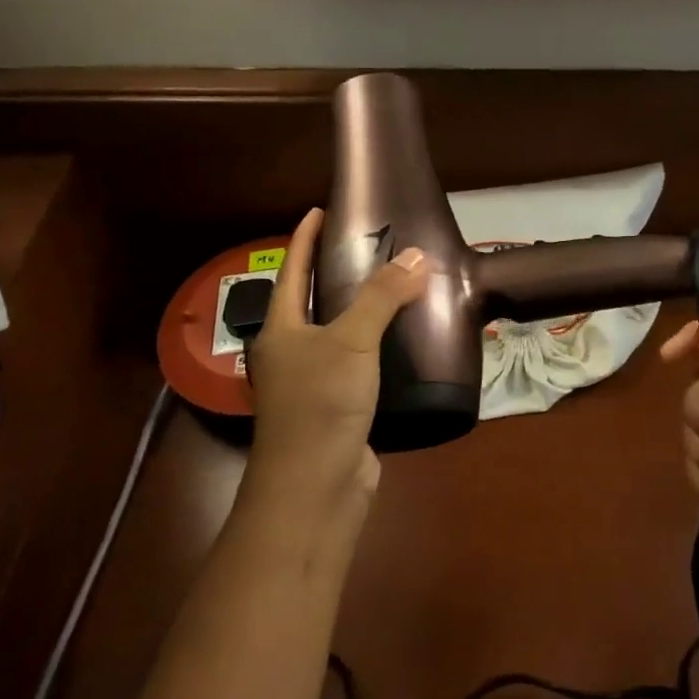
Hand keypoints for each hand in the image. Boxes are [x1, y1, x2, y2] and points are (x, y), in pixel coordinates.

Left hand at [245, 208, 427, 513]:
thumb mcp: (352, 342)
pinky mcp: (340, 408)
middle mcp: (292, 353)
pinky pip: (361, 365)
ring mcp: (314, 384)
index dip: (304, 239)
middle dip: (336, 273)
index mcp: (282, 331)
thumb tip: (417, 255)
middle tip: (371, 245)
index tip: (319, 209)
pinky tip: (407, 340)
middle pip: (313, 302)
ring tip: (397, 285)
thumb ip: (382, 297)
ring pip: (341, 335)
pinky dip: (381, 347)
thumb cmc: (321, 405)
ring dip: (364, 311)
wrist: (315, 489)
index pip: (292, 271)